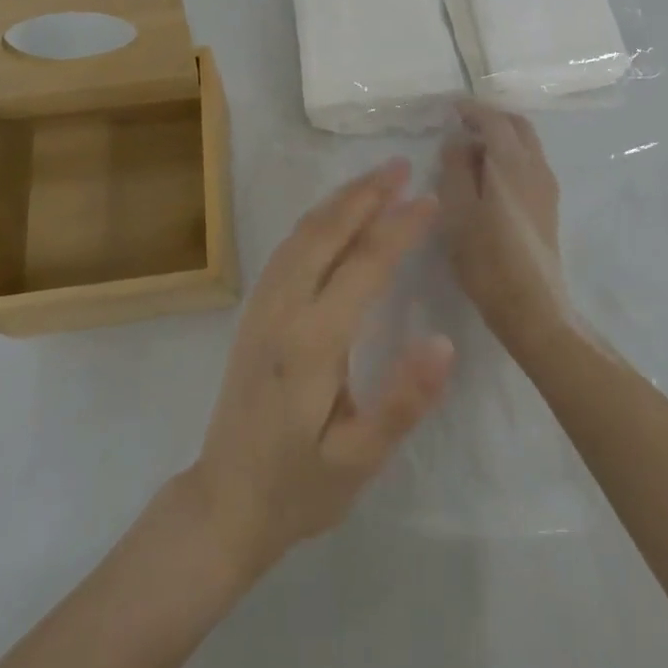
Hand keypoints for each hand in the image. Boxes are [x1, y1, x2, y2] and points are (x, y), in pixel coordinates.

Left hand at [186, 159, 454, 580]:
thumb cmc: (298, 487)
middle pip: (327, 233)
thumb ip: (401, 402)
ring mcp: (262, 305)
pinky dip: (317, 218)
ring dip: (340, 200)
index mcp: (312, 343)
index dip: (400, 228)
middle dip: (366, 194)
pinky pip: (288, 247)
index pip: (364, 266)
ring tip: (375, 178)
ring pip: (303, 233)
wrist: (223, 503)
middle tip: (401, 165)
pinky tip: (335, 214)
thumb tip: (443, 342)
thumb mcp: (357, 462)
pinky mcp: (255, 309)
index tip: (430, 199)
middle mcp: (283, 310)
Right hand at [440, 104, 569, 354]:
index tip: (451, 107)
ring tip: (471, 150)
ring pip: (527, 144)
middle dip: (491, 117)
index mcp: (512, 163)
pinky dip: (509, 155)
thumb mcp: (457, 211)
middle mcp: (536, 167)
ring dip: (502, 136)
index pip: (495, 119)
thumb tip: (458, 140)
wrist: (533, 308)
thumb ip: (455, 168)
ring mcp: (547, 187)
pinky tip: (488, 176)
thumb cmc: (487, 259)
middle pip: (518, 126)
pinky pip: (529, 163)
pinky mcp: (548, 206)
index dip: (473, 108)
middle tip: (463, 123)